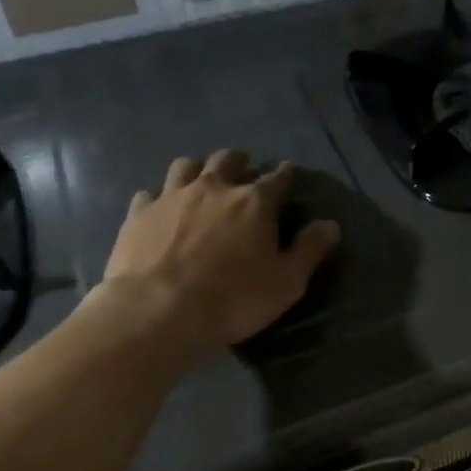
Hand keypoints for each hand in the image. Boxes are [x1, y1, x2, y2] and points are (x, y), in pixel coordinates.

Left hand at [90, 150, 339, 362]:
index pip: (278, 177)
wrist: (157, 312)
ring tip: (201, 182)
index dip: (285, 174)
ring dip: (197, 170)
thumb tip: (330, 224)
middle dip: (239, 162)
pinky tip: (160, 211)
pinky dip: (159, 198)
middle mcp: (214, 188)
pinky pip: (149, 194)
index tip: (288, 174)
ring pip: (185, 165)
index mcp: (254, 202)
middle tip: (243, 172)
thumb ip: (310, 249)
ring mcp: (171, 197)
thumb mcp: (286, 282)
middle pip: (227, 159)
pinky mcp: (139, 214)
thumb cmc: (233, 299)